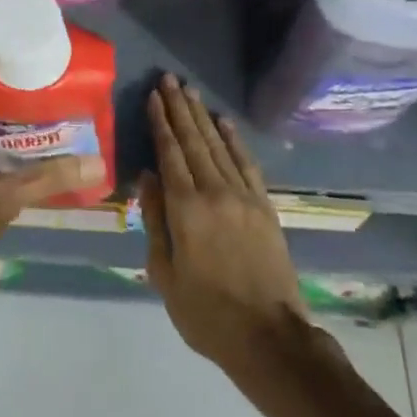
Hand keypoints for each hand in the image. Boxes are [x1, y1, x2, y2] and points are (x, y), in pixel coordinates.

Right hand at [141, 74, 308, 373]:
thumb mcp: (165, 274)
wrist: (269, 338)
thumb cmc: (207, 313)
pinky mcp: (264, 207)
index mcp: (185, 209)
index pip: (169, 154)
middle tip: (169, 79)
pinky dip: (234, 139)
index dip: (160, 123)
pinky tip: (224, 122)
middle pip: (193, 141)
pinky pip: (246, 163)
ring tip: (189, 91)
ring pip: (218, 146)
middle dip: (179, 108)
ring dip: (202, 116)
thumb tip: (147, 178)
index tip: (152, 96)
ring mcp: (243, 197)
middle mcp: (214, 192)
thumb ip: (154, 221)